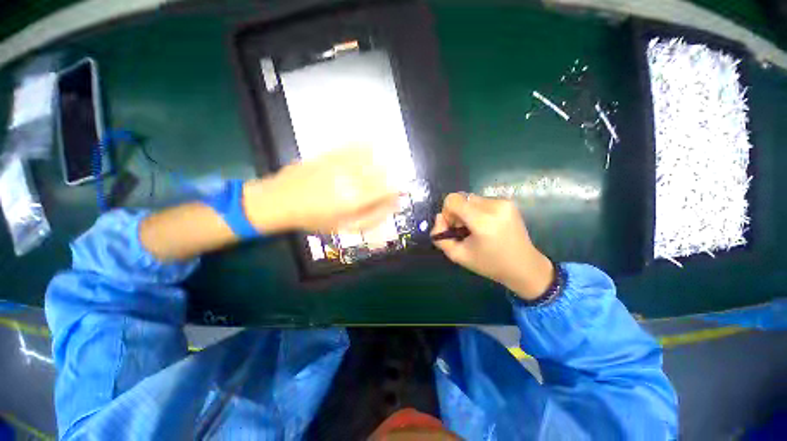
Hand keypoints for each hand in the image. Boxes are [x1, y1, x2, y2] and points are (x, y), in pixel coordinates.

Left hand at [243, 147, 398, 233]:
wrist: (280, 200)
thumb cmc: (314, 219)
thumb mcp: (344, 227)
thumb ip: (371, 218)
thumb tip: (393, 206)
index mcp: (355, 199)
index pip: (387, 189)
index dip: (395, 191)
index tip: (393, 196)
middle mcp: (350, 179)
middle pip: (382, 173)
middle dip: (387, 180)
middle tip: (382, 189)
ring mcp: (340, 164)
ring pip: (371, 158)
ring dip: (379, 164)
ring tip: (376, 171)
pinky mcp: (331, 154)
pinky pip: (354, 146)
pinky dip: (365, 146)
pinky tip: (369, 147)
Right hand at [432, 193, 553, 299]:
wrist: (524, 266)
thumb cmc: (489, 264)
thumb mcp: (458, 255)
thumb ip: (440, 237)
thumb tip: (439, 217)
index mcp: (482, 221)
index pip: (453, 200)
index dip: (447, 212)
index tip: (453, 226)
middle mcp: (494, 206)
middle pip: (461, 198)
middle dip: (457, 212)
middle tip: (464, 230)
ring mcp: (503, 202)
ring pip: (471, 199)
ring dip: (467, 211)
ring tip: (476, 229)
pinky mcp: (509, 202)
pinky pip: (483, 201)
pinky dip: (478, 211)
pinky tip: (486, 225)